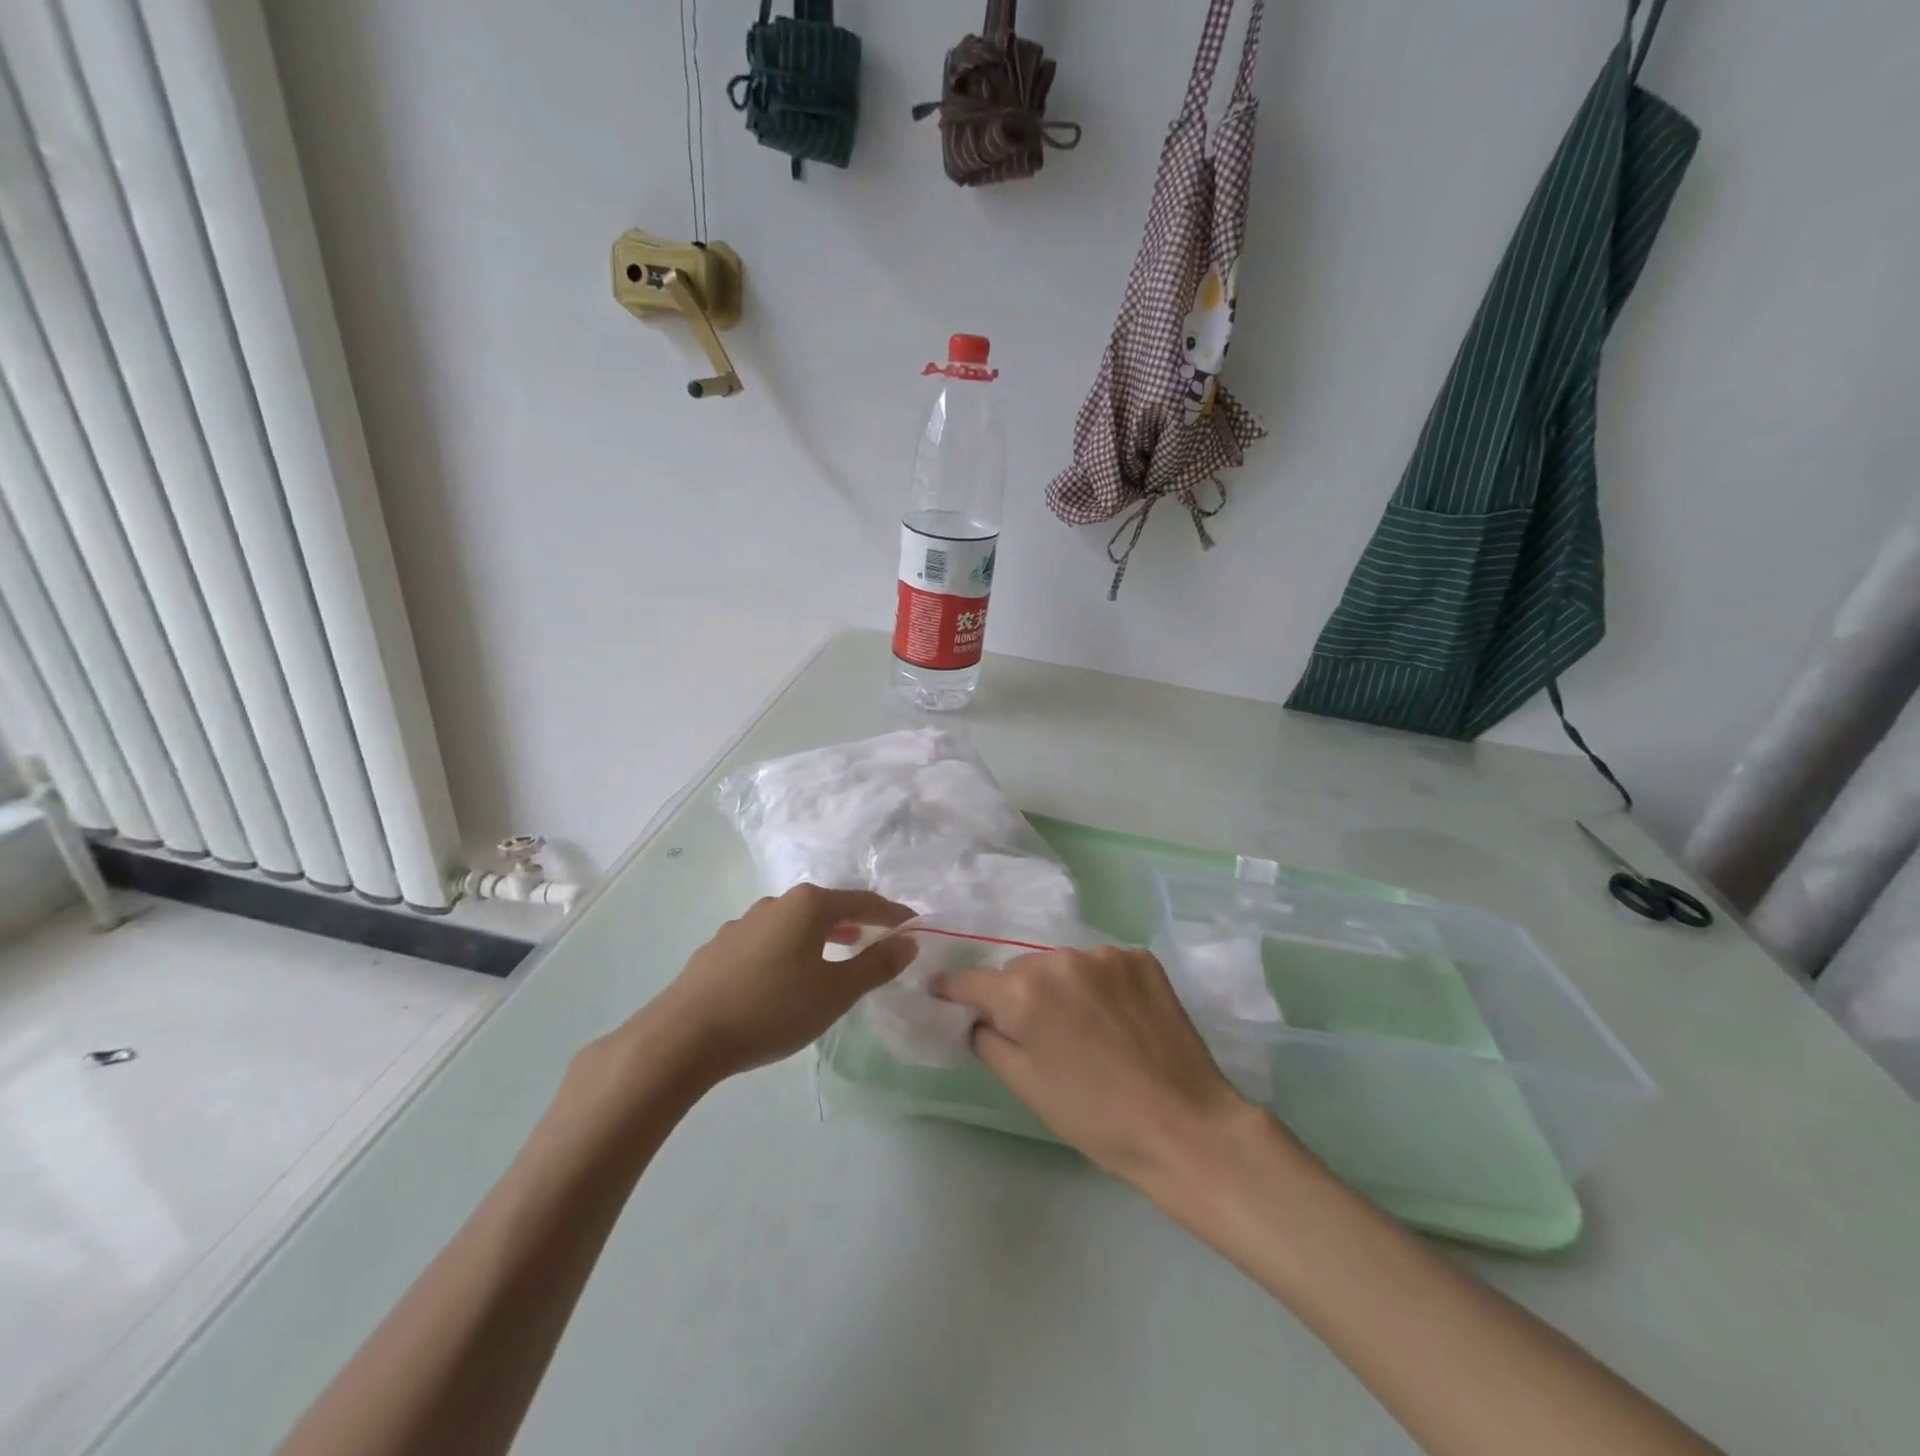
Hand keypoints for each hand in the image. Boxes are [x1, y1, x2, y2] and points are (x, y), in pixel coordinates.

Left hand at [651, 884, 915, 1082]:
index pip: (863, 901)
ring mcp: (744, 922)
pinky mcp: (721, 946)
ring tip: (836, 954)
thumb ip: (875, 965)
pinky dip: (790, 948)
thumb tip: (908, 942)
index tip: (914, 926)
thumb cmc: (772, 1009)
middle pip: (827, 906)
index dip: (892, 914)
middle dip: (856, 921)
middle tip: (877, 940)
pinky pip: (769, 939)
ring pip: (795, 922)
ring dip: (822, 935)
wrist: (684, 1035)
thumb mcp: (835, 993)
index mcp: (809, 905)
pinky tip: (786, 976)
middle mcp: (777, 903)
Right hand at [932, 946, 1254, 1188]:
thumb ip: (990, 1041)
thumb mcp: (1028, 1087)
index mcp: (1026, 994)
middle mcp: (1061, 960)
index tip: (943, 992)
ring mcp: (1105, 955)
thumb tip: (978, 1017)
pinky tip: (1114, 1015)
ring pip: (1061, 964)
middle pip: (1020, 970)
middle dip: (1018, 995)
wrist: (1184, 1126)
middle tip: (1035, 1032)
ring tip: (1081, 1026)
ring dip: (1059, 986)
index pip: (972, 980)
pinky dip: (1097, 983)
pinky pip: (1101, 963)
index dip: (954, 989)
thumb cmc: (1097, 1118)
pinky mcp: (1140, 957)